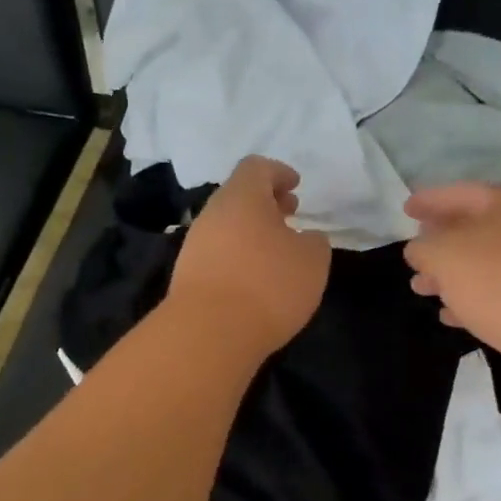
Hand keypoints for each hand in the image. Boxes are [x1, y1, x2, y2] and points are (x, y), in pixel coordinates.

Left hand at [170, 156, 330, 356]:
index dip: (278, 173)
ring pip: (226, 227)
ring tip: (276, 253)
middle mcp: (212, 214)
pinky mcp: (187, 276)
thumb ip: (313, 242)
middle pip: (238, 197)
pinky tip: (254, 279)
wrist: (209, 333)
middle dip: (266, 203)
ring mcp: (194, 246)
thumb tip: (304, 238)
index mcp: (241, 197)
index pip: (256, 168)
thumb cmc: (268, 285)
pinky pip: (217, 254)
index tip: (295, 186)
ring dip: (251, 232)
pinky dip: (237, 257)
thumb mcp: (312, 260)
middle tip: (289, 215)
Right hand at [403, 182, 500, 387]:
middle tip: (412, 253)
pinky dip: (470, 300)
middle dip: (439, 241)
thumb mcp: (446, 256)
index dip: (430, 199)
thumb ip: (424, 247)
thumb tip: (418, 249)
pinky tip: (449, 315)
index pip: (460, 193)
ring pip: (482, 264)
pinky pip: (496, 294)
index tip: (405, 209)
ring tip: (421, 288)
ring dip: (450, 275)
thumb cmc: (500, 281)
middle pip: (473, 229)